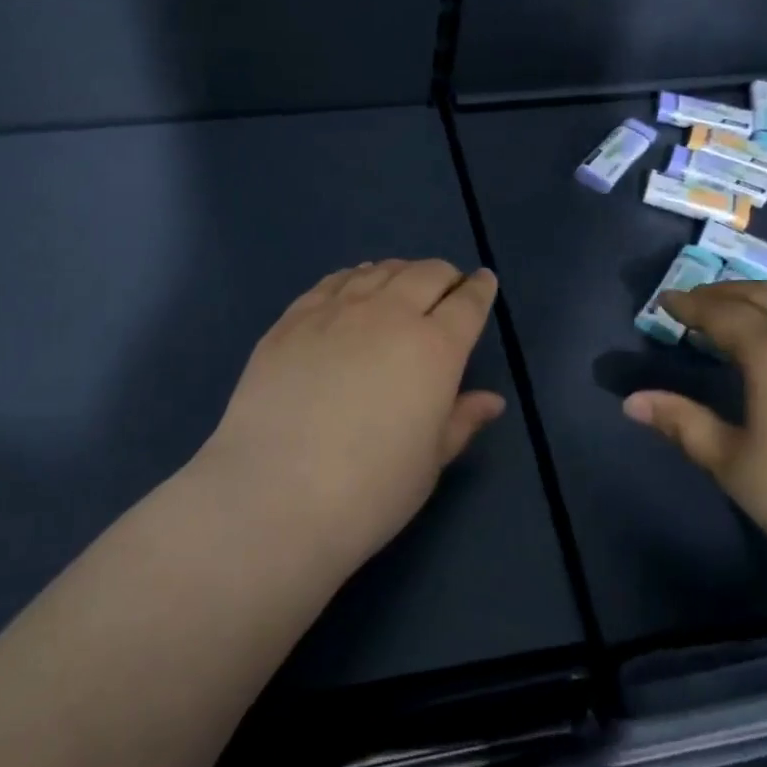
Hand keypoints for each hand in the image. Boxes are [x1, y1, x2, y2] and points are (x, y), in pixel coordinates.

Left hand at [197, 259, 505, 570]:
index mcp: (434, 349)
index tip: (484, 281)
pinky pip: (333, 282)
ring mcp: (337, 312)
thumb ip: (461, 420)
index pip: (467, 304)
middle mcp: (389, 315)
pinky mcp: (294, 319)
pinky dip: (355, 277)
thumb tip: (491, 400)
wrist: (275, 494)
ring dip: (400, 272)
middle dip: (444, 276)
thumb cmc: (370, 489)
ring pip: (378, 272)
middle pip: (425, 275)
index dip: (480, 289)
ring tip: (403, 283)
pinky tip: (354, 285)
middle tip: (447, 287)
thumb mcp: (429, 462)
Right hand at [621, 282, 766, 615]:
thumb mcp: (734, 465)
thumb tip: (632, 401)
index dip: (690, 305)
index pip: (723, 313)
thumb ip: (683, 424)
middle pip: (763, 296)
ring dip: (763, 298)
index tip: (665, 301)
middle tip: (695, 302)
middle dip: (724, 293)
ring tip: (740, 311)